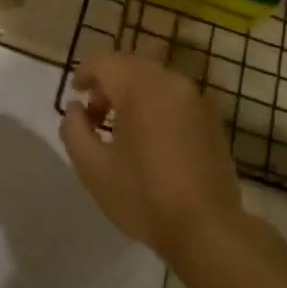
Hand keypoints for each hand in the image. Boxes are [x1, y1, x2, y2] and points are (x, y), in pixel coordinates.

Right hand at [58, 52, 244, 261]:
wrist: (205, 226)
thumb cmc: (143, 196)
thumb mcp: (92, 168)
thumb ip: (74, 129)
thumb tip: (78, 108)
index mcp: (140, 88)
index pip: (105, 62)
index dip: (85, 73)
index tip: (76, 95)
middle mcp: (171, 82)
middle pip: (132, 64)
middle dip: (109, 82)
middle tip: (97, 116)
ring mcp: (196, 98)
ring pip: (156, 78)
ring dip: (134, 92)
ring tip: (123, 129)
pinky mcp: (212, 117)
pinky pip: (176, 96)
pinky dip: (157, 103)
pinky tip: (152, 138)